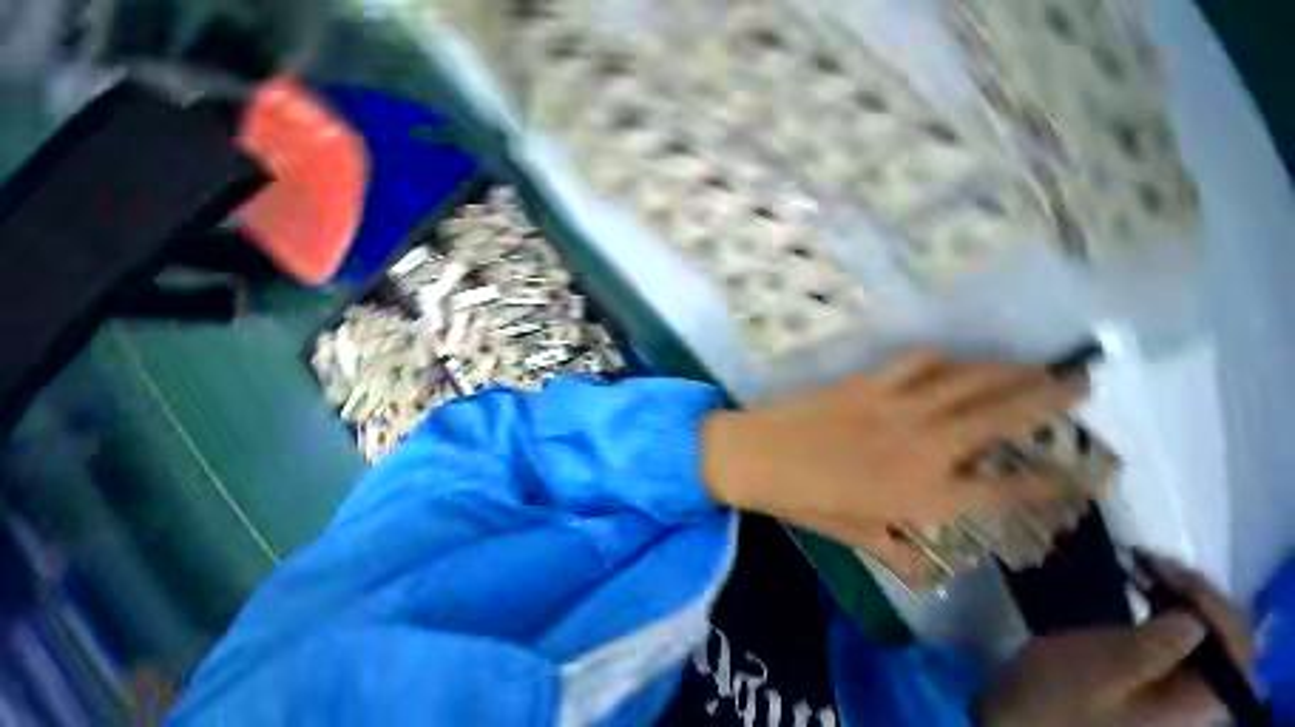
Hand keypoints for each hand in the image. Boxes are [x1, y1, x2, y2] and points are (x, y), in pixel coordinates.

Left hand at [701, 351, 1086, 558]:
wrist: (754, 456)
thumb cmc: (801, 500)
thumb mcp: (853, 536)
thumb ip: (899, 554)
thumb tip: (933, 571)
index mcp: (926, 496)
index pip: (1010, 491)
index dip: (1052, 481)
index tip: (1081, 471)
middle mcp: (923, 447)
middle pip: (1003, 417)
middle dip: (1051, 398)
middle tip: (1080, 382)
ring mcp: (893, 408)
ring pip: (966, 380)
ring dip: (1004, 370)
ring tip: (1031, 365)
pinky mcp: (863, 383)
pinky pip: (914, 362)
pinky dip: (942, 358)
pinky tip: (952, 358)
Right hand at [979, 557, 1252, 726]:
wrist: (1024, 721)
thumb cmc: (1060, 699)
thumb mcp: (1103, 671)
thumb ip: (1155, 648)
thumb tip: (1194, 618)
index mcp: (1197, 706)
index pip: (1236, 645)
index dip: (1211, 600)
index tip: (1166, 568)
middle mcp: (1201, 704)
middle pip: (1227, 641)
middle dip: (1198, 597)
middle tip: (1155, 566)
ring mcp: (1180, 698)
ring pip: (1208, 640)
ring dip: (1185, 603)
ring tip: (1149, 575)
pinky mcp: (1159, 688)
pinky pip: (1186, 646)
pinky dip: (1171, 616)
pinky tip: (1147, 601)